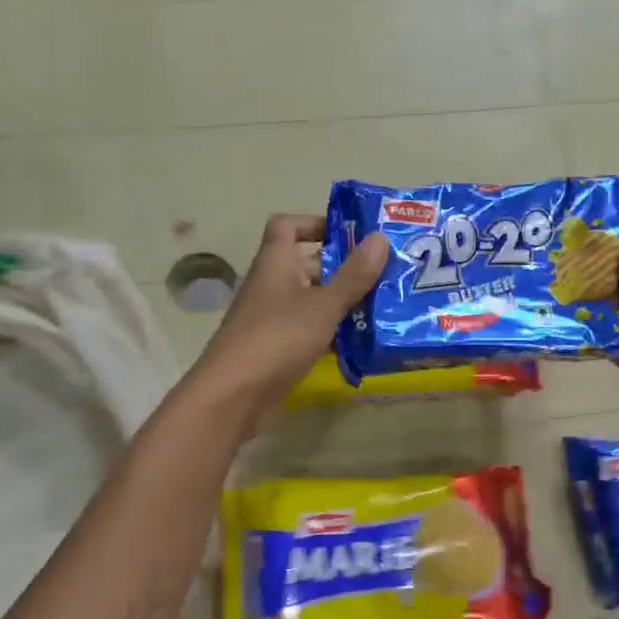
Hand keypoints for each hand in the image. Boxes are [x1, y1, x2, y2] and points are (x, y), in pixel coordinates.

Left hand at [188, 214, 388, 428]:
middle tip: (384, 272)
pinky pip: (309, 329)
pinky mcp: (277, 348)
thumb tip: (380, 237)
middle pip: (307, 263)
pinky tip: (362, 340)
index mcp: (275, 262)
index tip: (351, 234)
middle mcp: (271, 284)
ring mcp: (272, 318)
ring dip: (342, 301)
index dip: (316, 222)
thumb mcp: (322, 304)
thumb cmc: (277, 338)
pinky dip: (333, 331)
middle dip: (343, 266)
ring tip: (384, 305)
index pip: (287, 225)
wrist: (233, 396)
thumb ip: (353, 275)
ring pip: (312, 299)